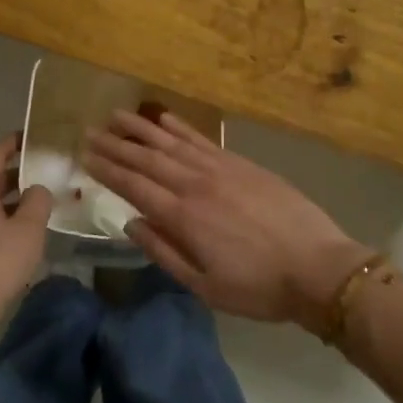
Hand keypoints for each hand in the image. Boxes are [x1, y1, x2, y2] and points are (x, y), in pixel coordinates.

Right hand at [84, 111, 369, 330]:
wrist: (318, 267)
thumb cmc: (258, 287)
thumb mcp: (204, 286)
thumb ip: (164, 252)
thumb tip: (131, 224)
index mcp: (183, 217)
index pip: (134, 186)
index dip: (107, 170)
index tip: (85, 156)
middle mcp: (196, 185)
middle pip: (148, 159)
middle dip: (116, 145)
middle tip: (90, 130)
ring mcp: (220, 169)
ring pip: (172, 143)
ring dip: (142, 128)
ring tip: (117, 115)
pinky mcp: (242, 164)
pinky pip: (203, 140)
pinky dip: (181, 128)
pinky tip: (164, 119)